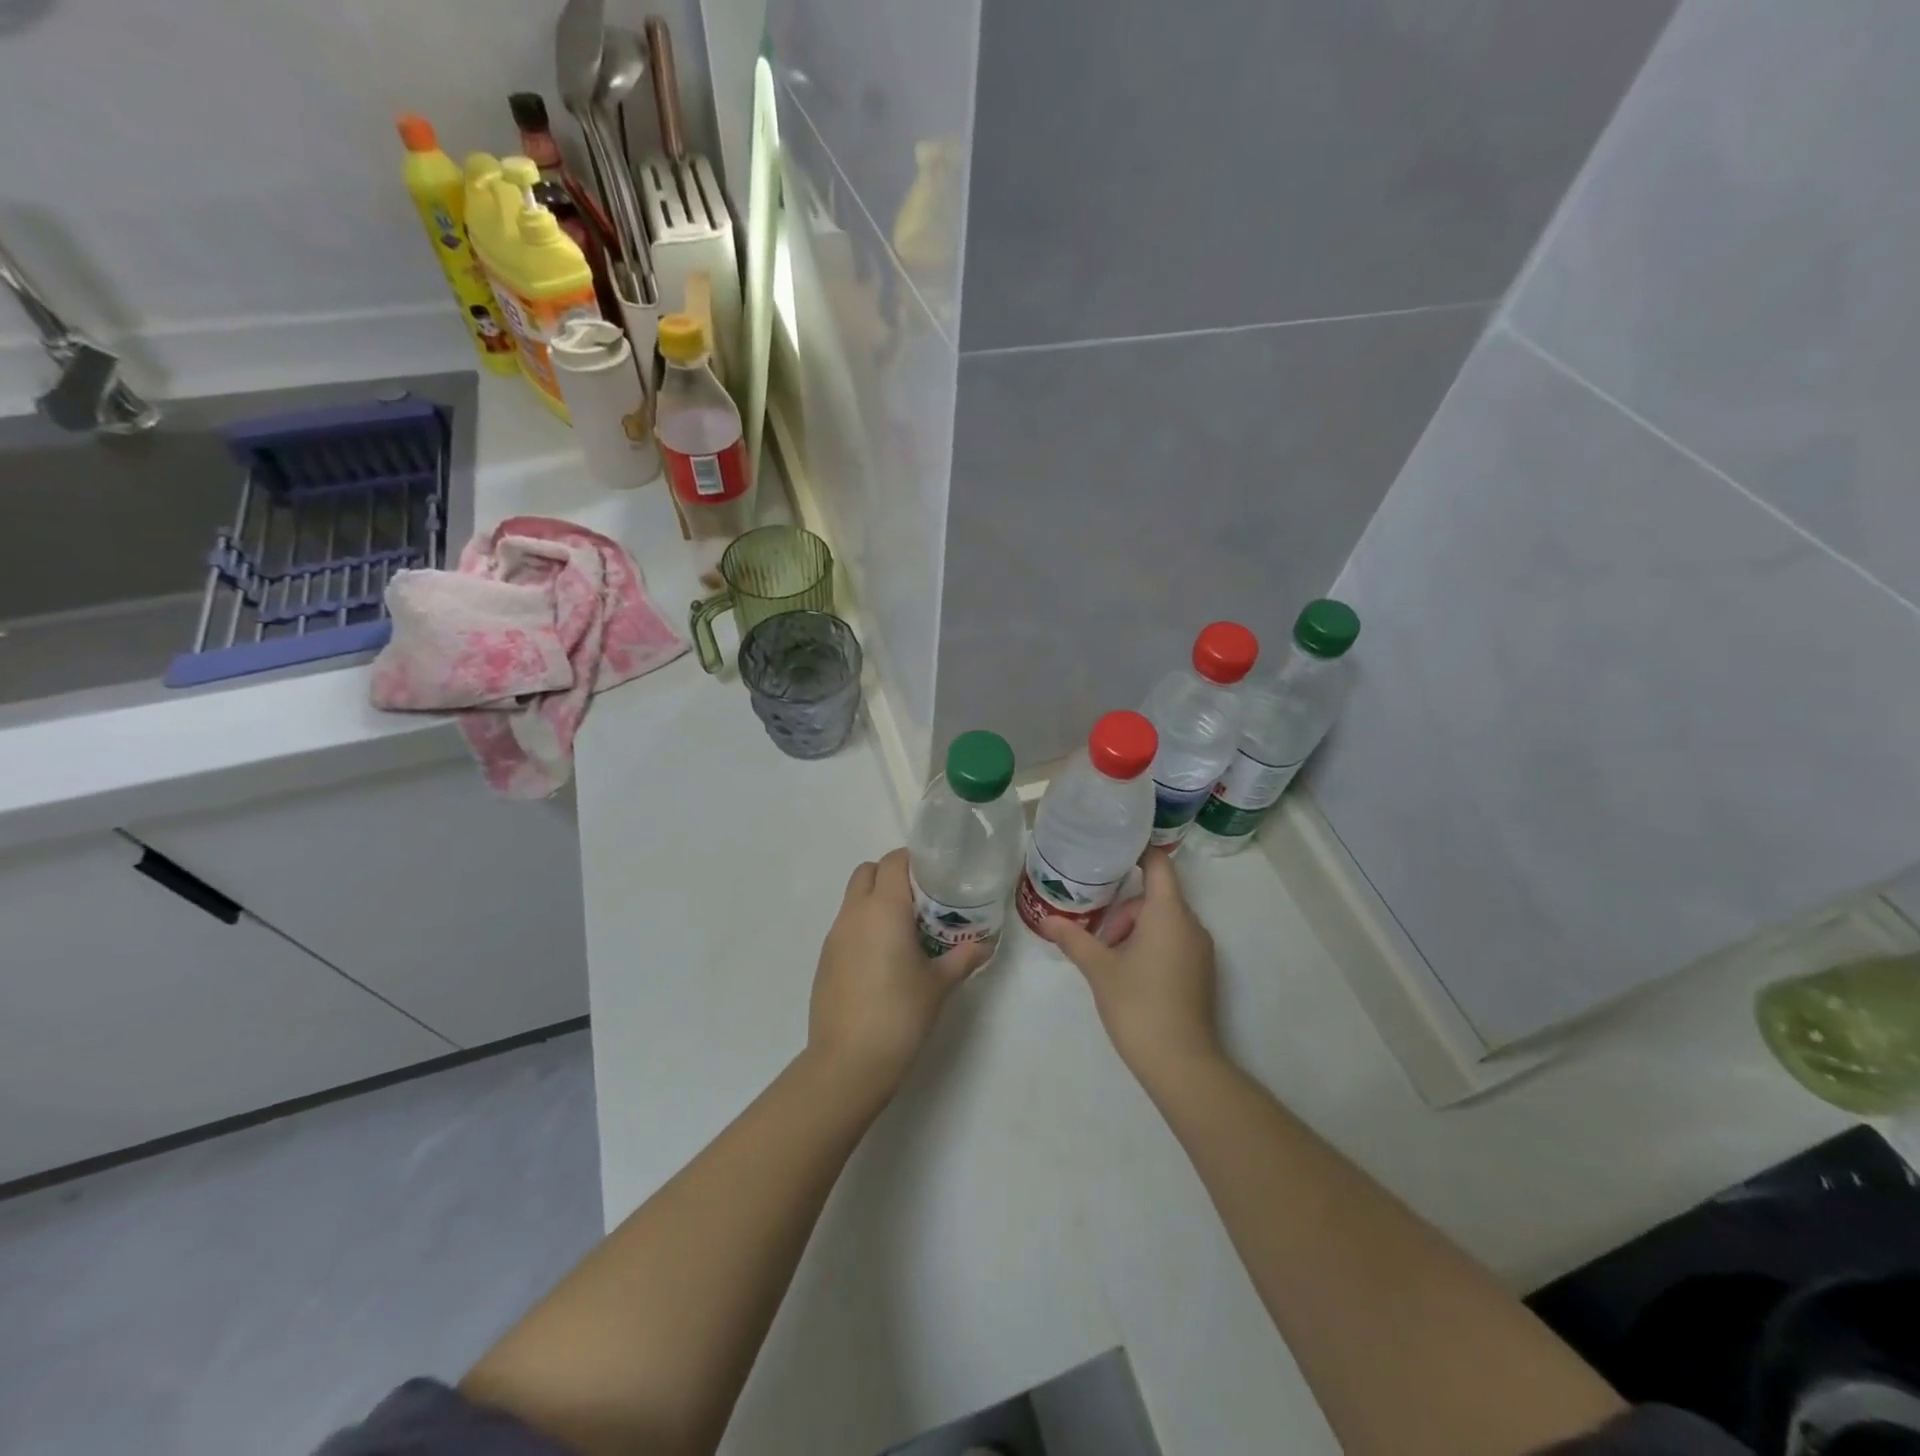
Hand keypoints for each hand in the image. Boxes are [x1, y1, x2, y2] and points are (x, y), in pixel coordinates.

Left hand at [807, 849, 989, 1094]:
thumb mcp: (939, 984)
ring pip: (853, 899)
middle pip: (867, 871)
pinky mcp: (824, 959)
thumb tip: (985, 945)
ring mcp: (834, 936)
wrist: (849, 1061)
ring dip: (875, 901)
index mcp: (884, 908)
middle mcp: (855, 913)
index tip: (935, 876)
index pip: (893, 861)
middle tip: (919, 900)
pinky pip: (845, 927)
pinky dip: (863, 927)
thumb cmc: (900, 1013)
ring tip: (903, 931)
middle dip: (890, 876)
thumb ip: (962, 958)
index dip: (913, 861)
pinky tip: (882, 959)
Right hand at [1039, 849, 1221, 1083]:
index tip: (1111, 850)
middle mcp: (1191, 925)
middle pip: (1155, 897)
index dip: (1138, 852)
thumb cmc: (1138, 1005)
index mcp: (1169, 913)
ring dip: (1135, 930)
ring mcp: (1201, 950)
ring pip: (1164, 921)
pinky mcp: (1202, 972)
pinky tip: (1129, 974)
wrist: (1182, 1063)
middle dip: (1123, 909)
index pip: (1159, 865)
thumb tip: (1047, 920)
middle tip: (1097, 935)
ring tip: (1109, 959)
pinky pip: (1174, 941)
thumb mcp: (1099, 969)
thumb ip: (1074, 939)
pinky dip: (1151, 945)